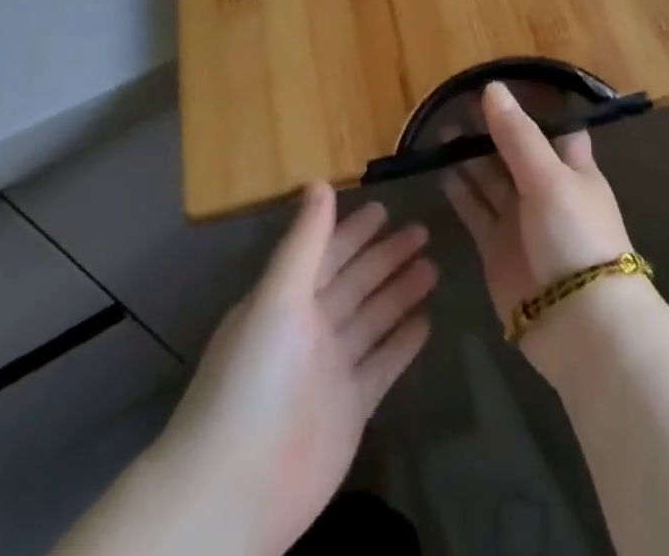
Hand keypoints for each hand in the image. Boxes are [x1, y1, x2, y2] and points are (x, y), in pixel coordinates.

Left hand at [156, 185, 435, 555]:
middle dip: (387, 256)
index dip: (354, 231)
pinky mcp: (351, 407)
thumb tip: (320, 181)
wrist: (235, 488)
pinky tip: (428, 321)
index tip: (385, 207)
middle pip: (356, 282)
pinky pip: (383, 363)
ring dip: (400, 292)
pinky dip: (403, 342)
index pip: (328, 254)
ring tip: (433, 267)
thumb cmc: (252, 378)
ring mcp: (332, 368)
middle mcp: (311, 328)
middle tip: (424, 230)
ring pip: (374, 318)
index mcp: (287, 300)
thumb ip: (304, 241)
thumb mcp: (277, 297)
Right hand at [442, 82, 636, 374]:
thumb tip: (492, 88)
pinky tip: (440, 171)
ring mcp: (520, 220)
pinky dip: (459, 192)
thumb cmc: (575, 235)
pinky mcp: (497, 249)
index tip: (501, 83)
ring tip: (441, 130)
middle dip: (490, 129)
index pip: (553, 127)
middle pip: (514, 151)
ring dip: (469, 157)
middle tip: (457, 103)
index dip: (530, 107)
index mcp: (571, 168)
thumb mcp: (548, 177)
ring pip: (490, 180)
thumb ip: (517, 135)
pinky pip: (475, 212)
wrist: (579, 324)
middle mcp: (545, 190)